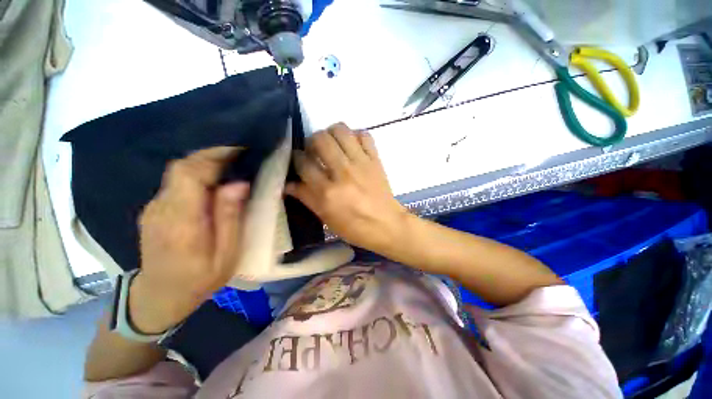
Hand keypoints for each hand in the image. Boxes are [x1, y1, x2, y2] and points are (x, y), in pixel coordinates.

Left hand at [130, 147, 249, 333]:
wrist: (159, 296)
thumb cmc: (200, 279)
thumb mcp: (226, 254)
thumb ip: (229, 218)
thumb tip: (238, 184)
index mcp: (181, 222)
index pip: (190, 174)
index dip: (214, 157)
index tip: (240, 151)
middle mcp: (161, 208)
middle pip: (181, 167)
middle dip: (211, 155)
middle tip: (240, 154)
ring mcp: (154, 208)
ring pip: (178, 172)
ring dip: (205, 162)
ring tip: (232, 163)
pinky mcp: (155, 209)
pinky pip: (176, 182)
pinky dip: (197, 174)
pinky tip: (214, 180)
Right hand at [286, 123, 407, 252]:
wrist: (387, 225)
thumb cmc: (355, 227)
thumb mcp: (326, 218)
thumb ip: (307, 198)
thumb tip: (288, 184)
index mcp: (328, 192)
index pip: (304, 163)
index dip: (296, 158)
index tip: (298, 159)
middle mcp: (343, 172)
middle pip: (320, 139)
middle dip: (312, 141)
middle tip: (314, 151)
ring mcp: (361, 163)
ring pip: (341, 131)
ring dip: (331, 133)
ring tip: (332, 144)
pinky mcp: (376, 159)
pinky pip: (364, 135)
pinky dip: (355, 136)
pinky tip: (351, 146)